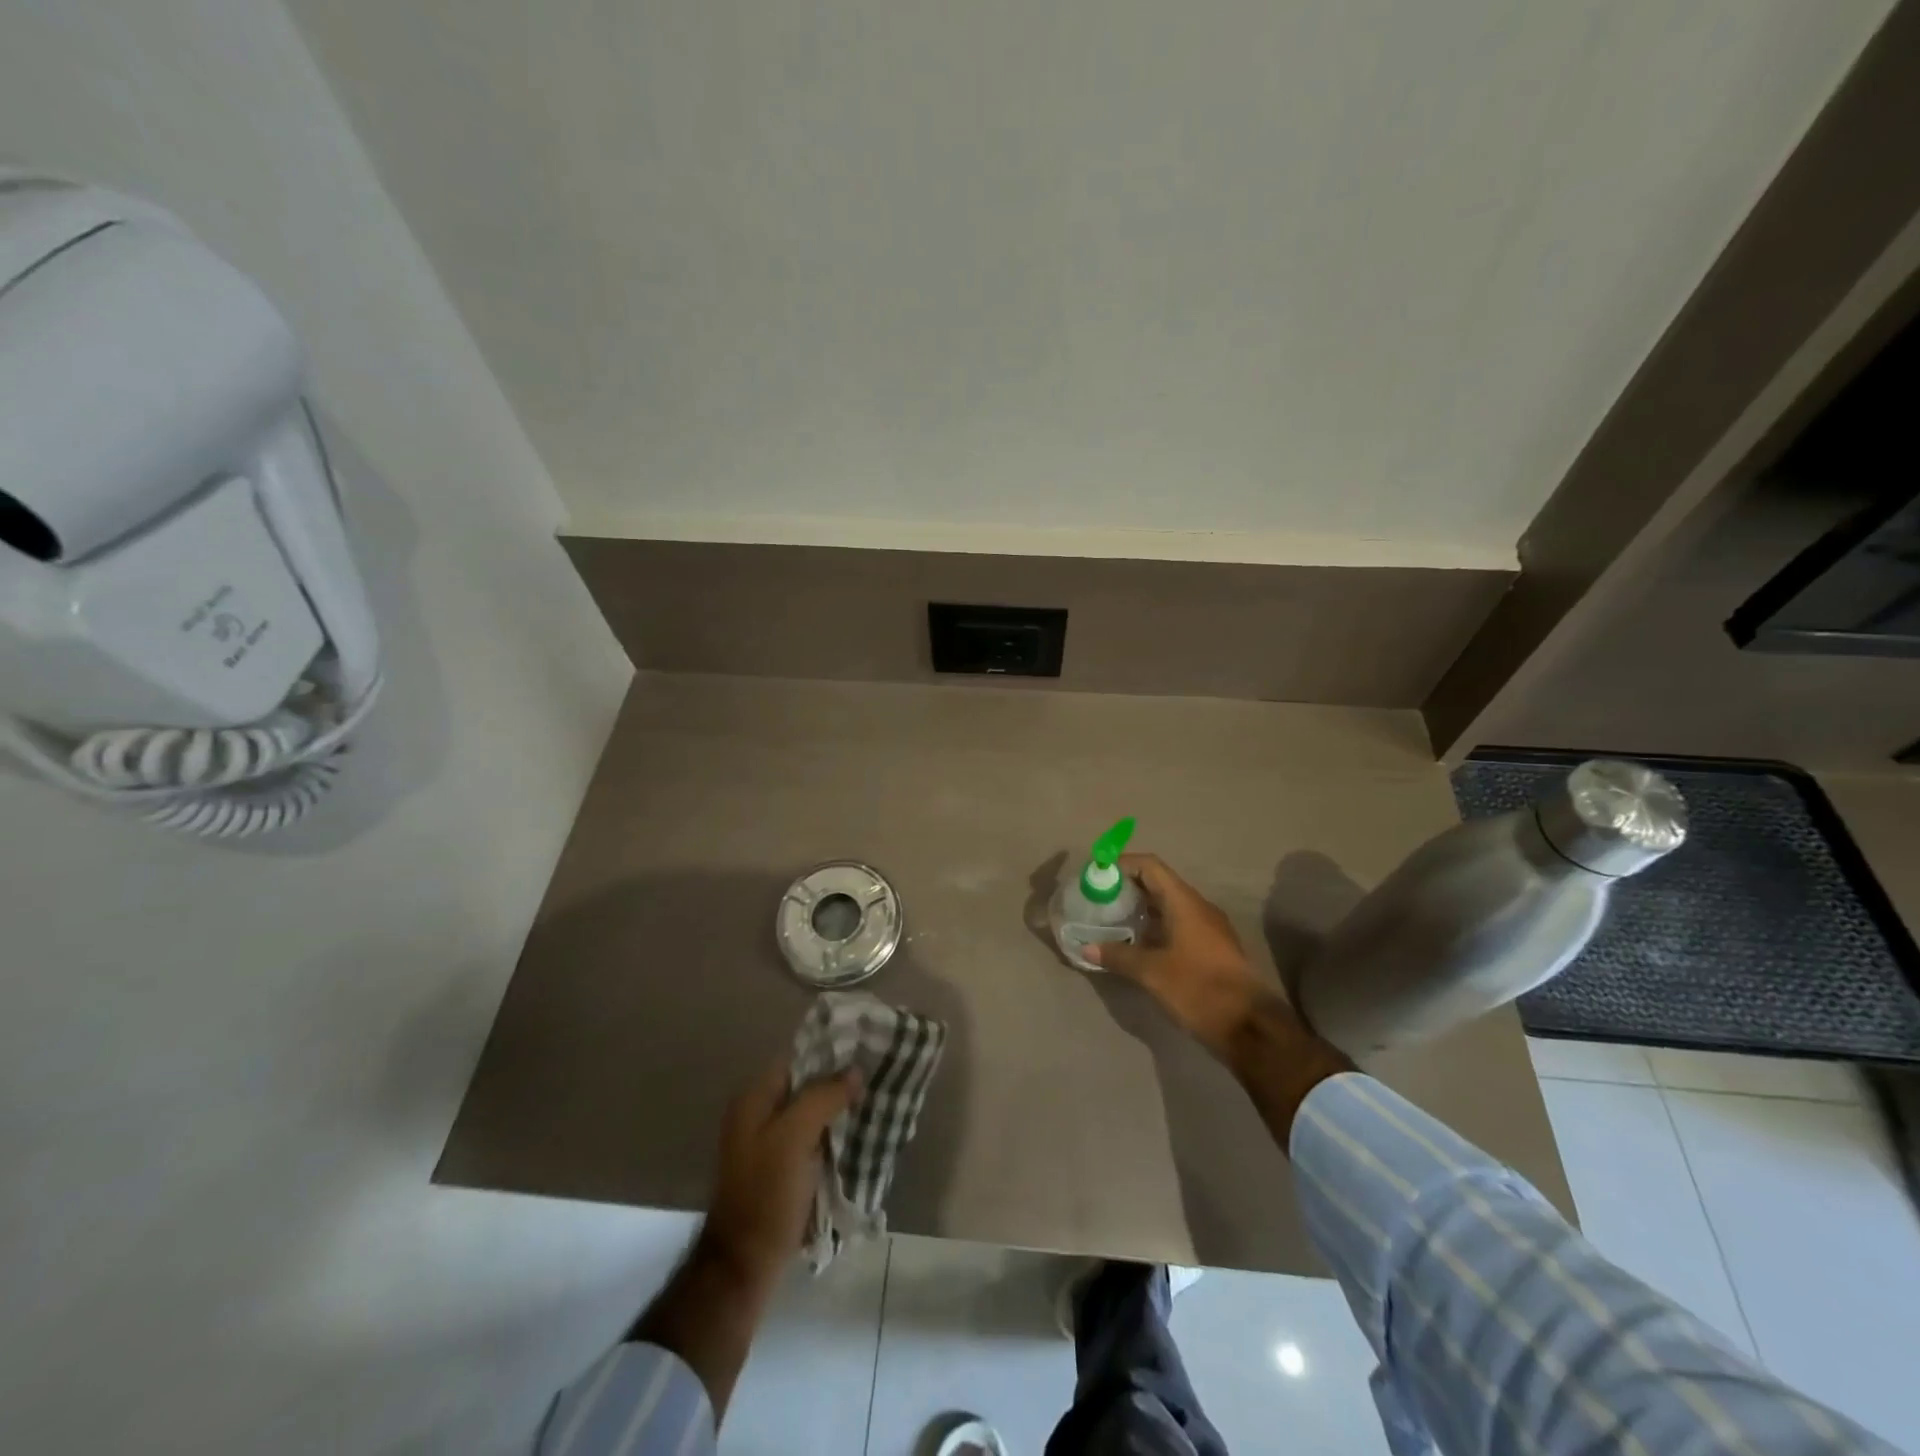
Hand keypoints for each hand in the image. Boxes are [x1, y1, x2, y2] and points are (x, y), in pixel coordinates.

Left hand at [700, 1058, 860, 1284]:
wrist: (745, 1266)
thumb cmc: (766, 1194)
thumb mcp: (794, 1137)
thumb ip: (823, 1097)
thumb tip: (855, 1071)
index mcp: (754, 1099)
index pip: (798, 1060)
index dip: (831, 1055)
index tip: (866, 1054)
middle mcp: (758, 1115)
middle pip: (806, 1086)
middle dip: (839, 1084)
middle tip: (876, 1082)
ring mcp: (769, 1144)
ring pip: (812, 1114)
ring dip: (839, 1112)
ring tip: (875, 1106)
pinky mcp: (781, 1170)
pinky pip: (812, 1140)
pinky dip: (833, 1136)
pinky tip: (859, 1138)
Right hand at [1086, 853, 1280, 1060]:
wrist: (1250, 1027)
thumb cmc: (1199, 989)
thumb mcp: (1152, 973)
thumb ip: (1118, 956)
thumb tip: (1086, 948)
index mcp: (1184, 902)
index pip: (1150, 866)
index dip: (1122, 864)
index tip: (1097, 874)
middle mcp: (1198, 907)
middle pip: (1158, 883)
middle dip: (1127, 887)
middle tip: (1099, 899)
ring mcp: (1209, 928)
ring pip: (1169, 906)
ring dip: (1141, 909)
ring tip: (1112, 921)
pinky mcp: (1212, 949)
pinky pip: (1178, 925)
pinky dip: (1155, 927)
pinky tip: (1137, 945)